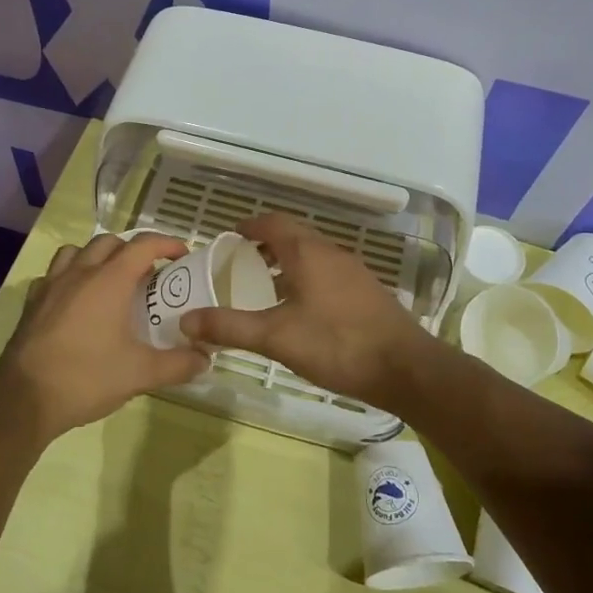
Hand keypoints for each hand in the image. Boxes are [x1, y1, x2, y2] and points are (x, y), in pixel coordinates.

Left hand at [0, 232, 211, 441]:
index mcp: (110, 280)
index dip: (167, 244)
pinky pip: (54, 274)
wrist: (24, 399)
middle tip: (149, 275)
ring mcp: (52, 285)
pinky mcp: (32, 302)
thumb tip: (206, 359)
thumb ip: (178, 364)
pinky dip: (70, 276)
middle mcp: (80, 272)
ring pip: (77, 251)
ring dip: (98, 256)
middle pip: (110, 242)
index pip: (143, 245)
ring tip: (111, 280)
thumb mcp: (141, 374)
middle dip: (133, 250)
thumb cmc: (87, 378)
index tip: (183, 256)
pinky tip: (76, 300)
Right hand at [178, 212, 430, 400]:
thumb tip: (186, 320)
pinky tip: (300, 307)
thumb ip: (231, 327)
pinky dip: (306, 276)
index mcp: (308, 253)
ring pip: (312, 254)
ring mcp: (353, 271)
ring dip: (287, 260)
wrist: (405, 368)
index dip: (249, 225)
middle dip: (266, 243)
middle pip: (294, 235)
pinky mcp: (366, 291)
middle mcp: (331, 253)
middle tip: (240, 261)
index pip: (273, 223)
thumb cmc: (336, 344)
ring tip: (265, 283)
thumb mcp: (276, 337)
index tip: (229, 236)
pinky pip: (328, 272)